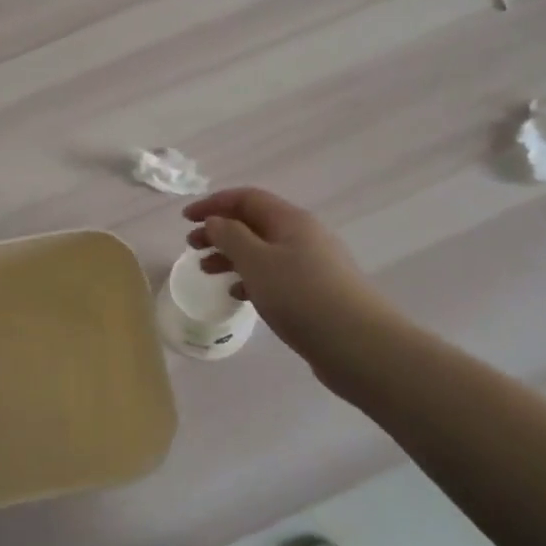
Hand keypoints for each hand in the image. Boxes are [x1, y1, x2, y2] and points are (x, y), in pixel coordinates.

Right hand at [184, 187, 396, 372]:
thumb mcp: (257, 261)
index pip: (246, 198)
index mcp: (290, 220)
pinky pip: (276, 275)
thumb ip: (230, 236)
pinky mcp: (317, 293)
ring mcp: (313, 265)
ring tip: (207, 272)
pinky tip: (239, 296)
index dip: (213, 203)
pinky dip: (252, 279)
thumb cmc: (302, 296)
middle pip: (254, 223)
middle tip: (192, 247)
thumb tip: (216, 221)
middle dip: (220, 231)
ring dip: (232, 256)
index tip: (185, 218)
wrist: (361, 346)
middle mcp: (303, 235)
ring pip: (263, 251)